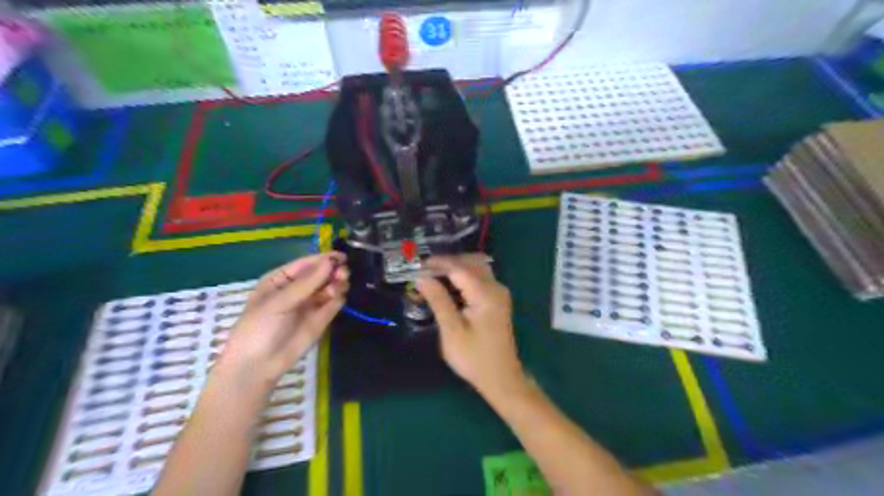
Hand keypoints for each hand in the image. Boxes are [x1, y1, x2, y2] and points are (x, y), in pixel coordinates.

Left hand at [218, 253, 348, 392]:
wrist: (259, 365)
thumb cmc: (259, 328)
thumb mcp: (279, 302)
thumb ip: (307, 282)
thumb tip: (331, 261)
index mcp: (281, 279)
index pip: (306, 263)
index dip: (323, 259)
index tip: (341, 257)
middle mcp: (298, 288)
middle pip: (321, 273)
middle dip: (333, 271)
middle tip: (342, 274)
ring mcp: (311, 303)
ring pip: (331, 286)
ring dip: (338, 283)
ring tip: (339, 287)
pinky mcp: (322, 318)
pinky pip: (334, 302)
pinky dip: (339, 297)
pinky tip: (337, 298)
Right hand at [414, 255, 522, 399]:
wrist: (501, 378)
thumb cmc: (474, 357)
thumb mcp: (452, 331)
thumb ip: (438, 300)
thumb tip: (422, 277)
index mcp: (486, 294)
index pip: (459, 268)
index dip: (438, 264)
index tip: (417, 265)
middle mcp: (496, 287)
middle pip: (471, 262)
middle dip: (447, 262)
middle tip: (425, 270)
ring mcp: (499, 292)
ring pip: (476, 267)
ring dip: (456, 267)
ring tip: (433, 276)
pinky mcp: (497, 299)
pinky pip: (480, 278)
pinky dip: (463, 276)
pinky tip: (449, 286)